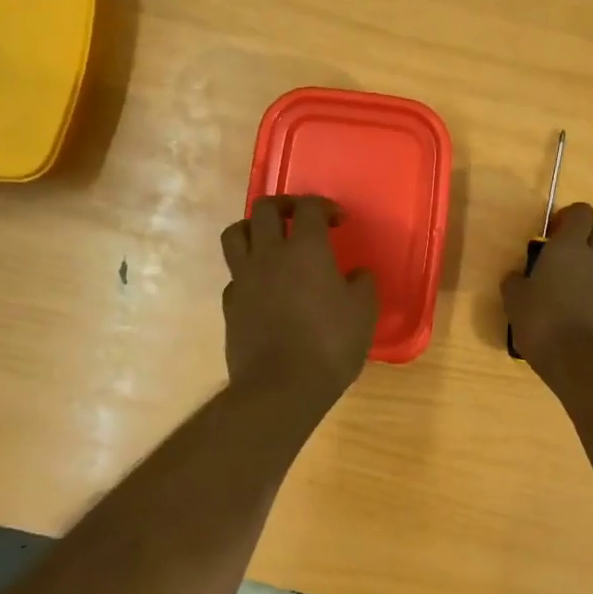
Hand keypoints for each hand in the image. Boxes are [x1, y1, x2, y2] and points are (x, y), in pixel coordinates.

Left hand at [220, 196, 377, 409]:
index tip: (338, 221)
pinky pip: (234, 274)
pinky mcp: (230, 304)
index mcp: (306, 249)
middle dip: (284, 205)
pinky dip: (246, 271)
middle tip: (300, 218)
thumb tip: (357, 274)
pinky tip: (262, 286)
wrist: (280, 388)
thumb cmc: (329, 345)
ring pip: (235, 233)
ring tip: (269, 241)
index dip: (324, 206)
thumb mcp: (363, 313)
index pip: (309, 207)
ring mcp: (244, 278)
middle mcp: (269, 254)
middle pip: (264, 208)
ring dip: (252, 228)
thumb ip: (362, 284)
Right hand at [501, 202, 592, 368]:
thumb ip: (515, 282)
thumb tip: (517, 277)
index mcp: (569, 246)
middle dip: (583, 239)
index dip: (569, 217)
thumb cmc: (543, 321)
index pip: (582, 212)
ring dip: (589, 267)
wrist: (584, 362)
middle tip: (558, 258)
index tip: (551, 233)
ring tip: (564, 288)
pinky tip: (573, 312)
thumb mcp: (515, 300)